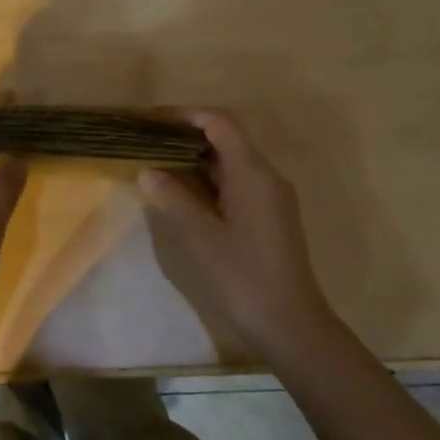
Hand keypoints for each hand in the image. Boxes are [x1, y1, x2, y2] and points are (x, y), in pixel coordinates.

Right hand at [138, 109, 337, 352]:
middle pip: (227, 139)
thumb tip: (149, 171)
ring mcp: (271, 198)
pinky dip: (210, 180)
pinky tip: (184, 194)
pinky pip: (238, 183)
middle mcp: (266, 177)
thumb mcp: (200, 236)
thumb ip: (174, 198)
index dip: (187, 115)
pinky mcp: (270, 217)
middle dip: (188, 135)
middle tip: (149, 143)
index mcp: (253, 173)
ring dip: (197, 159)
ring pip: (232, 163)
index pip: (221, 123)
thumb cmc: (242, 276)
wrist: (290, 324)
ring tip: (159, 164)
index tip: (153, 120)